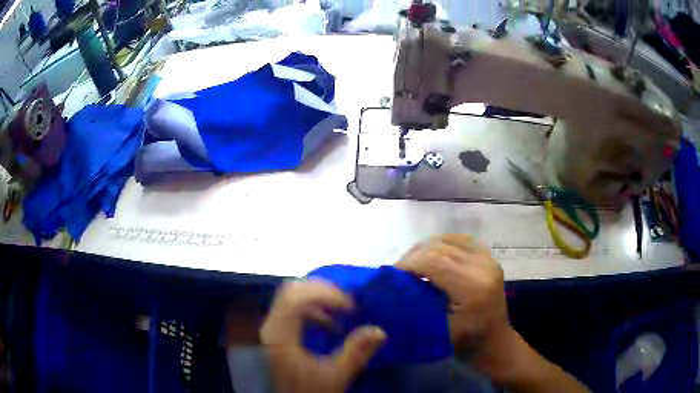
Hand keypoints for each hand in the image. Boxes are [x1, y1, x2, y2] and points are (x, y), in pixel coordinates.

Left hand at [260, 280, 386, 392]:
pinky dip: (312, 308)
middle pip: (292, 291)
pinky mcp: (276, 331)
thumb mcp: (335, 376)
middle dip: (323, 292)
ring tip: (343, 311)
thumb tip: (379, 330)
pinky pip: (292, 308)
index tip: (351, 306)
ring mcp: (272, 327)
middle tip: (348, 303)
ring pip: (292, 296)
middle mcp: (272, 326)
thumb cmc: (309, 391)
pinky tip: (330, 324)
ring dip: (319, 299)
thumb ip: (356, 353)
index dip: (325, 294)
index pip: (296, 298)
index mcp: (281, 336)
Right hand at [396, 234, 513, 376]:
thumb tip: (391, 288)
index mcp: (472, 287)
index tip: (391, 275)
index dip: (408, 263)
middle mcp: (482, 266)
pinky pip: (460, 240)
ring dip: (425, 248)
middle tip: (399, 271)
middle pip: (439, 247)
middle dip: (413, 255)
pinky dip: (442, 244)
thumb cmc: (465, 342)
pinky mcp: (489, 257)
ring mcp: (488, 258)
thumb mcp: (437, 331)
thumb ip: (416, 307)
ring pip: (448, 239)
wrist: (494, 341)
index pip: (433, 261)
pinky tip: (432, 256)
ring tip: (412, 264)